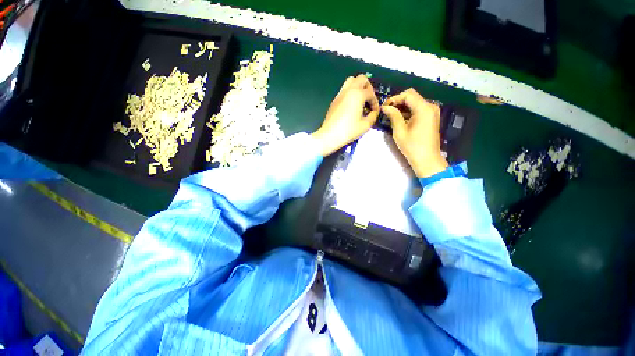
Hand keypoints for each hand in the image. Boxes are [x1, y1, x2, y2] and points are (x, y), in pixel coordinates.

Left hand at [311, 75, 379, 155]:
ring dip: (358, 87)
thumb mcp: (365, 125)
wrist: (330, 135)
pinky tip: (351, 106)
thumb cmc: (348, 130)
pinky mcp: (334, 100)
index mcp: (358, 94)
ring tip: (361, 100)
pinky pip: (344, 90)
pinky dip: (350, 93)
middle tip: (369, 99)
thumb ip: (373, 116)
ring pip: (351, 81)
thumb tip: (374, 112)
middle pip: (361, 79)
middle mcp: (348, 90)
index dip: (375, 102)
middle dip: (368, 87)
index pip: (371, 93)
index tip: (375, 111)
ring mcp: (340, 94)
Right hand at [381, 88, 447, 177]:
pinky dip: (408, 111)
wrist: (427, 159)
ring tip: (391, 115)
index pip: (408, 94)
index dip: (395, 98)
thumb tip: (385, 107)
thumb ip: (393, 116)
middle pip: (412, 97)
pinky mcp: (431, 118)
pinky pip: (418, 109)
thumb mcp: (399, 131)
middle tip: (386, 110)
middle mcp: (430, 107)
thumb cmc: (412, 146)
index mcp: (424, 109)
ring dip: (402, 107)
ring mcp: (432, 112)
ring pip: (415, 102)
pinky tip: (400, 118)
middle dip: (398, 101)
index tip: (384, 106)